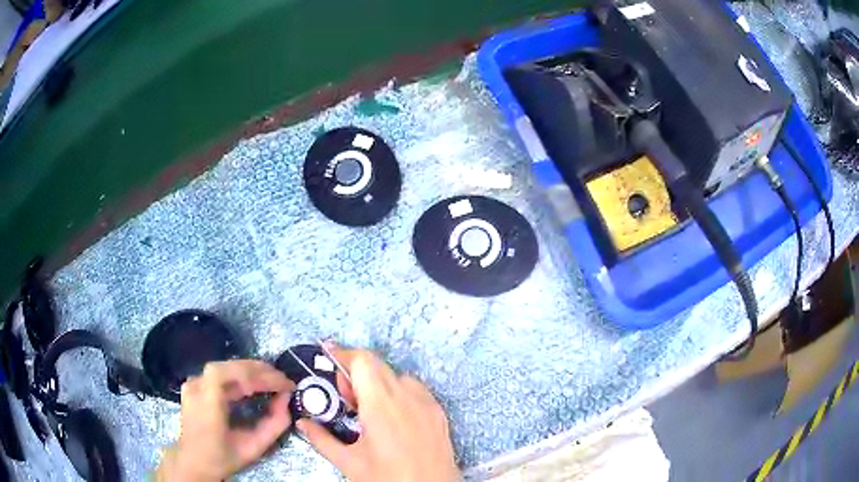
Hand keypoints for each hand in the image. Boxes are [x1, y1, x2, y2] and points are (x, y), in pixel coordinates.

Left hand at [156, 360, 293, 481]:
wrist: (194, 461)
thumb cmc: (223, 457)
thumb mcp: (253, 448)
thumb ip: (273, 425)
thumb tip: (285, 400)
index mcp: (205, 405)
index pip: (226, 374)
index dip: (255, 373)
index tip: (283, 385)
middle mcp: (195, 388)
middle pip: (228, 366)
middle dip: (259, 370)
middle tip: (283, 381)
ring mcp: (193, 383)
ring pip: (225, 367)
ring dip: (251, 371)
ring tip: (272, 380)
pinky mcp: (195, 384)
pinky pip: (220, 374)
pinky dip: (239, 375)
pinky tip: (253, 384)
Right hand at [297, 346, 459, 481]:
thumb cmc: (389, 479)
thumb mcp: (350, 463)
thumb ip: (322, 439)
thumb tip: (302, 422)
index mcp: (381, 406)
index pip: (362, 361)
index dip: (343, 354)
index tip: (328, 357)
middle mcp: (407, 397)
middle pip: (378, 365)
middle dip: (355, 372)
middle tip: (346, 399)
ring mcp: (427, 403)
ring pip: (396, 376)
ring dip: (378, 383)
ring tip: (369, 411)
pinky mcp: (439, 412)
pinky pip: (415, 389)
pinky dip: (398, 392)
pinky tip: (392, 417)